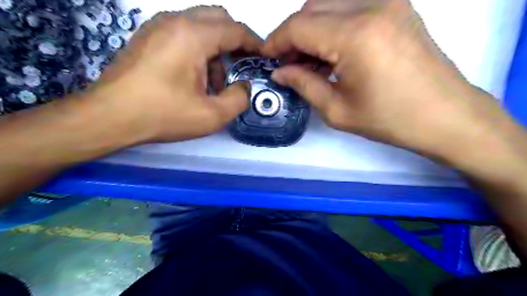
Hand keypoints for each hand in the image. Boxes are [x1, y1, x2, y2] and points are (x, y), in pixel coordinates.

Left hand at [87, 6, 261, 141]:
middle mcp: (175, 21)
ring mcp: (158, 26)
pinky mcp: (148, 36)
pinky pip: (183, 32)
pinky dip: (198, 49)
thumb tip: (244, 86)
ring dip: (215, 48)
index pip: (235, 30)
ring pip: (200, 25)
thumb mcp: (212, 116)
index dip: (254, 43)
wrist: (109, 117)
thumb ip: (239, 99)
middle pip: (218, 18)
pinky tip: (194, 77)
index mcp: (193, 36)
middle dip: (235, 41)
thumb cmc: (163, 115)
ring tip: (214, 82)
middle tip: (241, 66)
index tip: (263, 57)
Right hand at [266, 0, 520, 165]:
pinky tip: (333, 52)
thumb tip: (279, 72)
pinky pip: (351, 6)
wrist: (445, 115)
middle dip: (293, 35)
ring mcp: (388, 1)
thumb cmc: (389, 119)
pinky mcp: (397, 7)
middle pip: (312, 7)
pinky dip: (332, 25)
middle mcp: (372, 5)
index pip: (299, 25)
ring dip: (312, 29)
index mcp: (355, 35)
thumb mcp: (337, 110)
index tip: (267, 59)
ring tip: (310, 62)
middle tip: (290, 64)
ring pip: (330, 3)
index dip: (276, 41)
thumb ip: (303, 84)